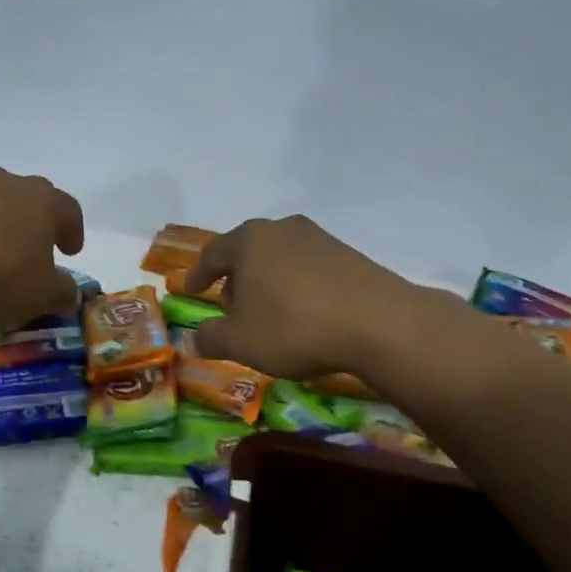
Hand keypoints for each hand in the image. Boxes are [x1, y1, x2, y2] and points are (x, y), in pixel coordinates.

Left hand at [0, 167, 84, 328]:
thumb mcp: (41, 296)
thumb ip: (63, 292)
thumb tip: (69, 292)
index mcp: (43, 201)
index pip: (70, 210)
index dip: (73, 231)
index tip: (70, 252)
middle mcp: (8, 185)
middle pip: (31, 198)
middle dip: (37, 223)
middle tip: (36, 249)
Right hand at [185, 215, 415, 379]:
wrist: (379, 323)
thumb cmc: (294, 327)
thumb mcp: (241, 342)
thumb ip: (210, 338)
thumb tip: (194, 338)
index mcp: (249, 241)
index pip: (213, 253)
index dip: (199, 274)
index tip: (191, 290)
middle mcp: (282, 229)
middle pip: (248, 251)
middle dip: (235, 279)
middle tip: (230, 307)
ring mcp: (319, 238)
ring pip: (279, 258)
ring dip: (267, 282)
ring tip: (268, 314)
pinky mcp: (348, 254)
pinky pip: (308, 268)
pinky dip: (296, 286)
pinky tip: (304, 313)